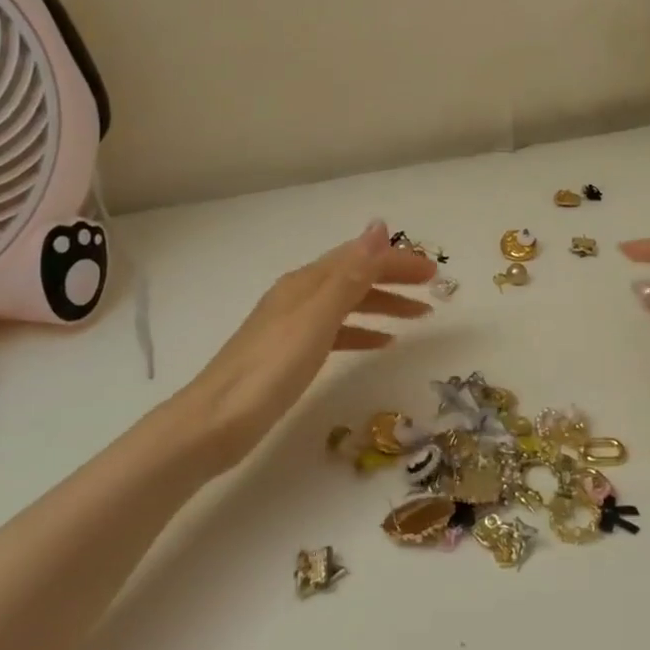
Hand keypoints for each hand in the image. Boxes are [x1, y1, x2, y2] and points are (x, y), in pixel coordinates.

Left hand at [175, 220, 434, 465]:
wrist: (214, 422)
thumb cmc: (270, 368)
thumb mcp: (317, 317)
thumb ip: (351, 274)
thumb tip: (379, 226)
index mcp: (307, 282)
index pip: (361, 258)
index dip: (398, 260)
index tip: (434, 271)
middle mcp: (300, 295)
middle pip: (356, 276)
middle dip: (395, 278)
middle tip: (434, 289)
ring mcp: (293, 324)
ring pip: (349, 303)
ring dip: (384, 304)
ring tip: (418, 316)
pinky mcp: (290, 353)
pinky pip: (337, 330)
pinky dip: (363, 331)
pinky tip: (380, 343)